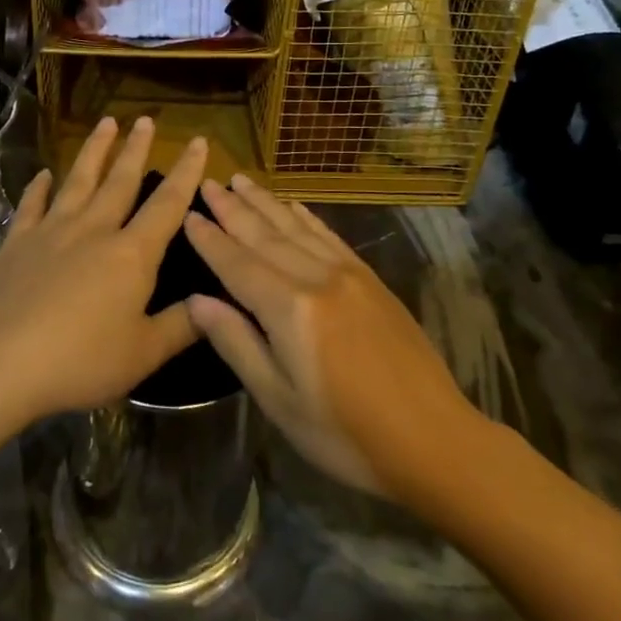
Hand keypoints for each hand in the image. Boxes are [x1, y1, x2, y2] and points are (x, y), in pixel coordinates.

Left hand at [0, 117, 206, 425]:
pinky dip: (38, 188)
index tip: (198, 142)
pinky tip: (43, 174)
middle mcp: (94, 230)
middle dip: (136, 149)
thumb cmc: (81, 361)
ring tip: (105, 123)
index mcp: (131, 254)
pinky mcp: (17, 243)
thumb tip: (215, 301)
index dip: (186, 172)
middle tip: (146, 119)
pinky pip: (31, 206)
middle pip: (120, 181)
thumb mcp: (144, 354)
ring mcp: (51, 232)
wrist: (2, 365)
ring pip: (78, 181)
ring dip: (94, 151)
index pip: (167, 204)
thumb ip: (182, 325)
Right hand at [182, 174, 472, 498]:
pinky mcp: (371, 280)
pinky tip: (292, 205)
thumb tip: (196, 301)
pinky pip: (329, 236)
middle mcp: (317, 278)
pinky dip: (305, 217)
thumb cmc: (345, 433)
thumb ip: (237, 343)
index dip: (210, 239)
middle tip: (208, 182)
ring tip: (241, 180)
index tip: (188, 214)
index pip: (237, 263)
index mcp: (290, 309)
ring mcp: (349, 275)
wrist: (433, 440)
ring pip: (296, 227)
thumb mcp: (279, 399)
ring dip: (265, 202)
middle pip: (265, 235)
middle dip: (233, 208)